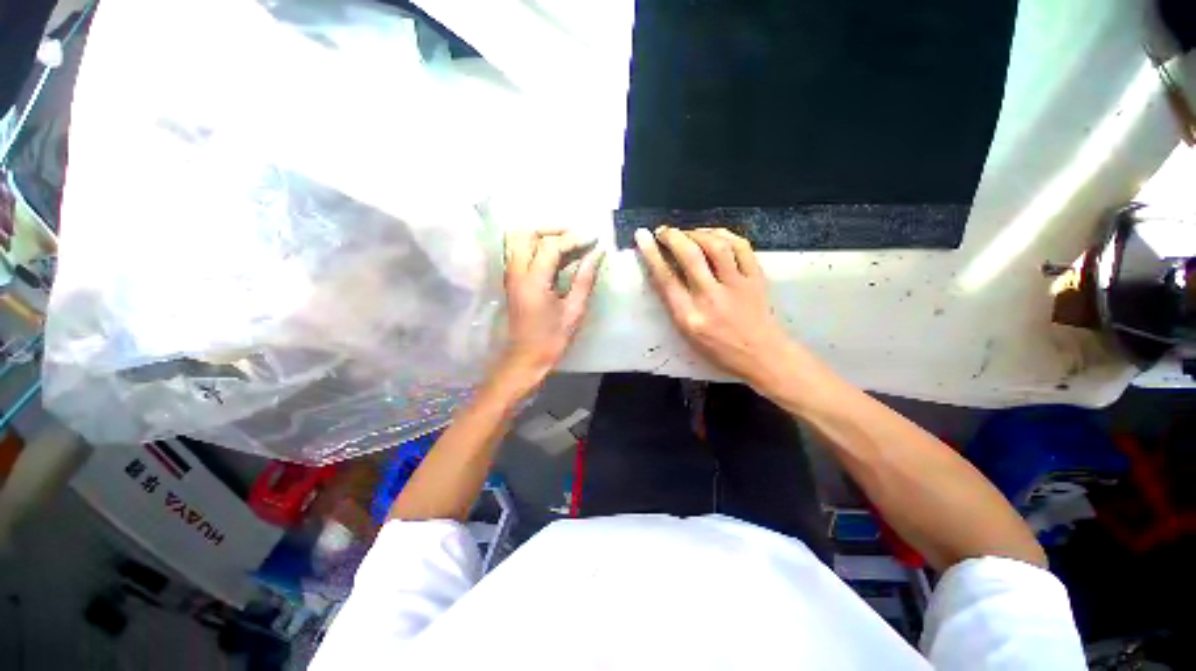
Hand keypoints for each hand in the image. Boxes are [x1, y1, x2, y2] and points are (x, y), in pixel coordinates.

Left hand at [499, 230, 603, 385]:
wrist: (525, 359)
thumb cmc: (552, 340)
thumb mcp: (574, 311)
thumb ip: (585, 279)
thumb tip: (597, 254)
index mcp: (533, 281)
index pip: (551, 246)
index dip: (575, 239)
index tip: (595, 238)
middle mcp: (516, 272)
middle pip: (527, 233)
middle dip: (554, 229)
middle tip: (578, 236)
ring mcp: (510, 275)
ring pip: (518, 238)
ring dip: (542, 234)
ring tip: (567, 241)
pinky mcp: (511, 279)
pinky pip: (519, 250)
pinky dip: (536, 244)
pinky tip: (557, 254)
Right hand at [635, 226, 792, 387]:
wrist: (763, 355)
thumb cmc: (720, 350)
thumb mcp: (687, 334)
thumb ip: (675, 305)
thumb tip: (664, 273)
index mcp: (690, 317)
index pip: (666, 279)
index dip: (651, 254)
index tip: (642, 236)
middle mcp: (711, 297)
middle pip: (690, 256)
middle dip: (672, 236)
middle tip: (663, 231)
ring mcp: (737, 285)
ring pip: (716, 246)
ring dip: (697, 232)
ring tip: (687, 233)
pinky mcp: (756, 278)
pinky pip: (741, 247)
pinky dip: (724, 235)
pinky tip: (713, 235)